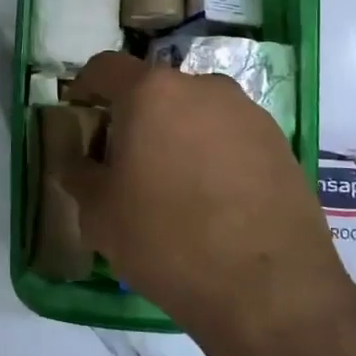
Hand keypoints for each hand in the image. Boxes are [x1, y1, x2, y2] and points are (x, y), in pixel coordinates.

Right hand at [64, 51, 348, 339]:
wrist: (268, 289)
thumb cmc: (166, 241)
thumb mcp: (100, 215)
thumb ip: (79, 174)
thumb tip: (76, 160)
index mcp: (151, 92)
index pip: (105, 67)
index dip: (85, 86)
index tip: (79, 113)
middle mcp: (203, 87)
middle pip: (154, 89)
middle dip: (134, 116)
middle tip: (124, 159)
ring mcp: (247, 112)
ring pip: (195, 111)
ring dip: (176, 134)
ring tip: (172, 184)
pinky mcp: (279, 141)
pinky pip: (230, 135)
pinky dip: (212, 153)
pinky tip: (212, 199)